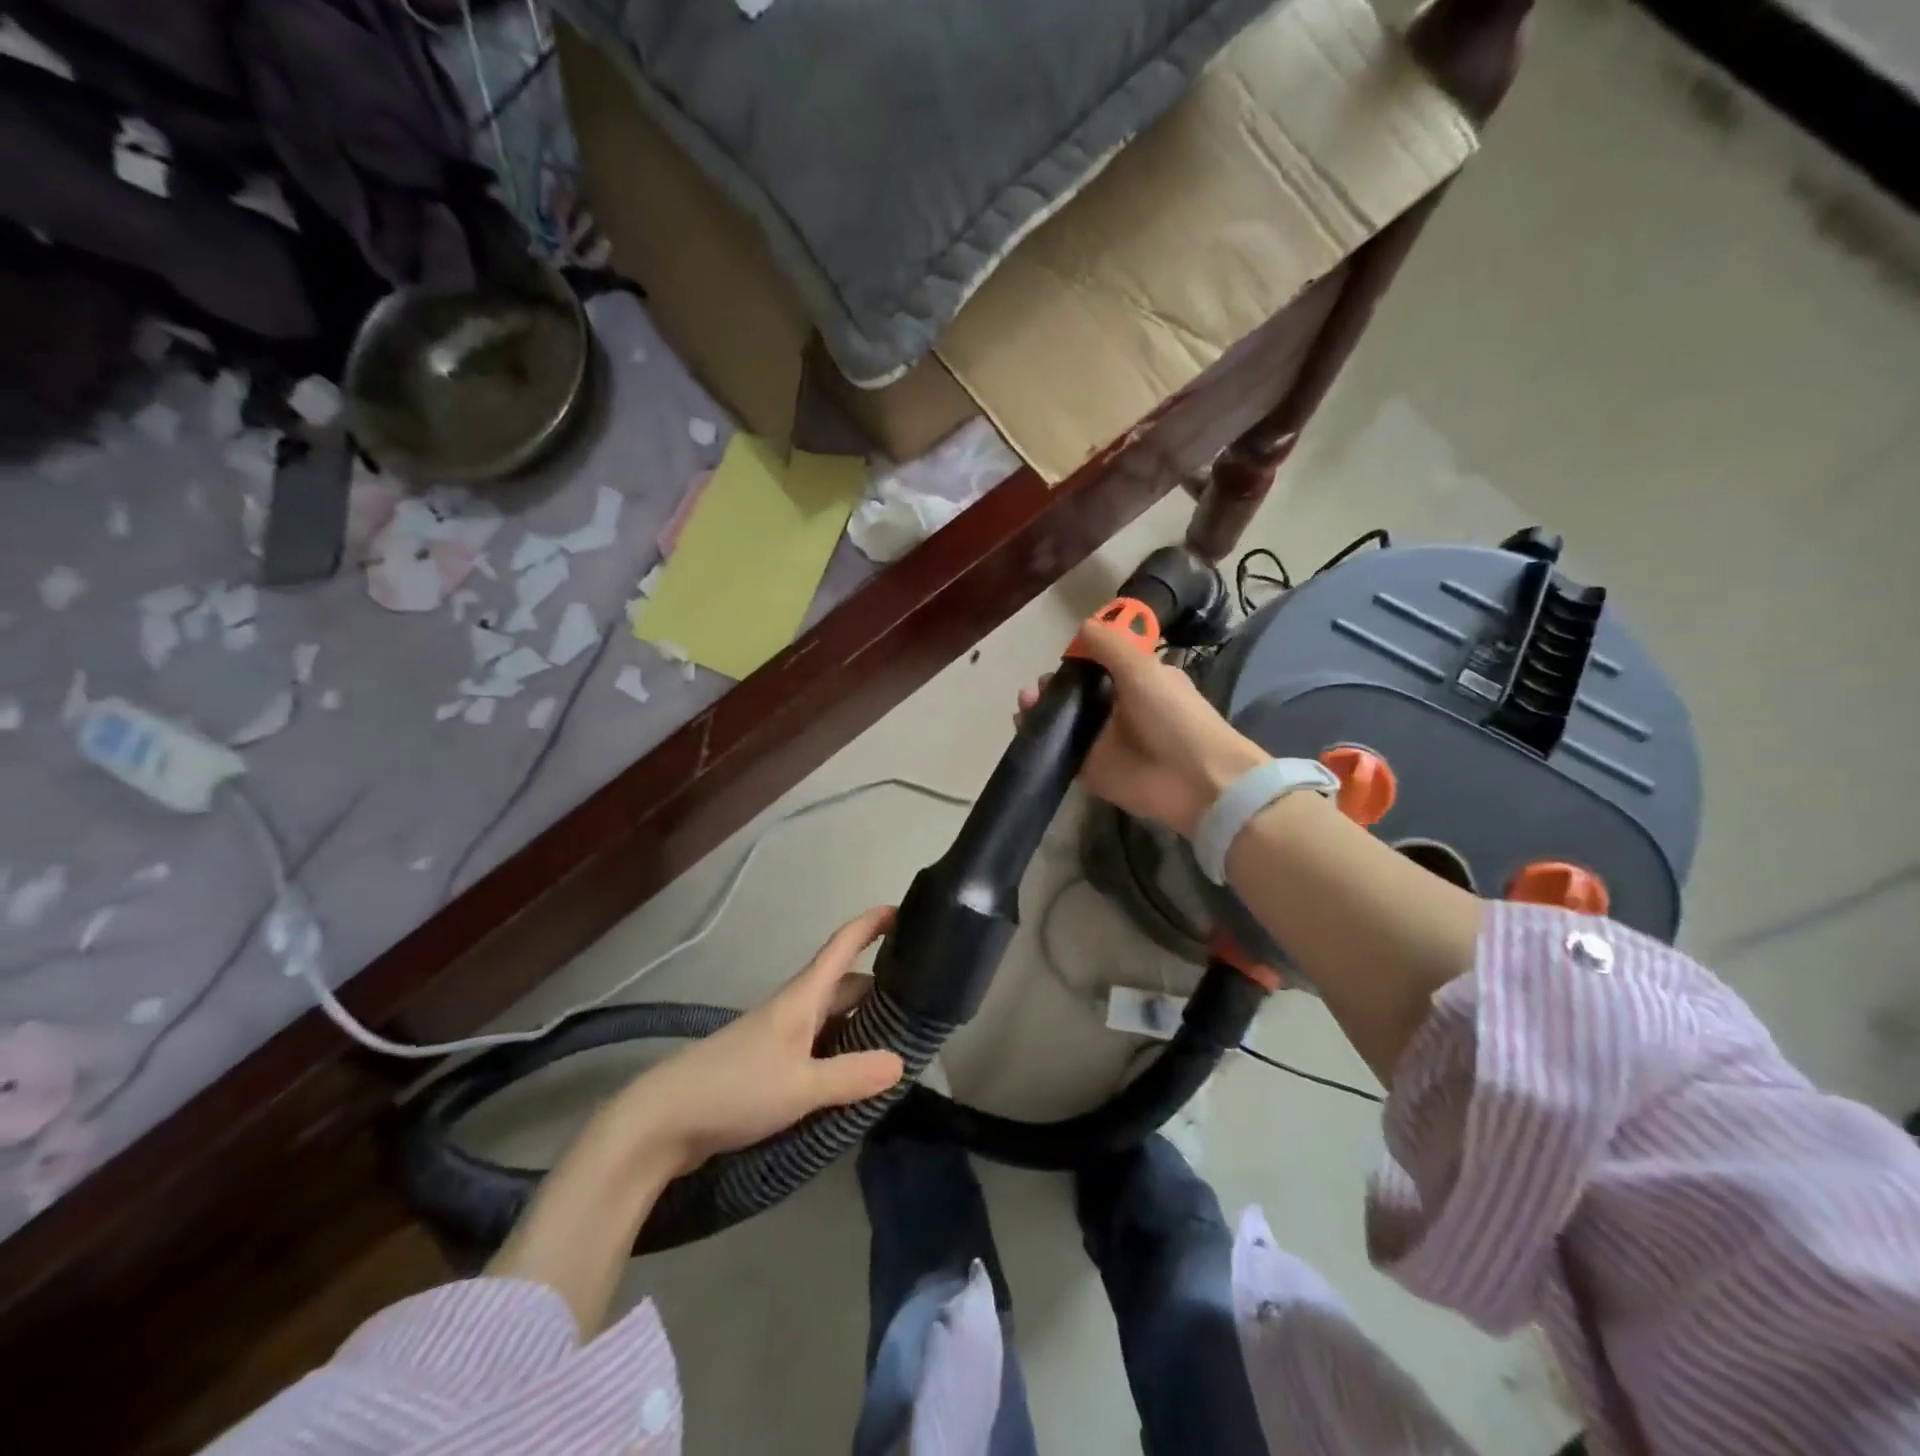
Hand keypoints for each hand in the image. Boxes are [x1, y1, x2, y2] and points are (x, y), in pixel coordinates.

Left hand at [607, 907, 906, 1175]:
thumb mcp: (801, 1086)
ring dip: (863, 1023)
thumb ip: (852, 1075)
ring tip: (901, 1040)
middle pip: (845, 985)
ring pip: (833, 1018)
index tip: (904, 911)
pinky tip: (858, 1075)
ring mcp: (781, 1036)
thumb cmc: (735, 1087)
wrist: (664, 1120)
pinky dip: (843, 1050)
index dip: (872, 924)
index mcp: (803, 997)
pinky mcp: (770, 1064)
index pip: (843, 946)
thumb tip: (902, 1062)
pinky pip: (819, 1046)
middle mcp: (794, 1008)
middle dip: (882, 987)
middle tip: (923, 1002)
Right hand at [1020, 622, 1266, 838]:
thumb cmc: (1173, 717)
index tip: (1060, 657)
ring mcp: (1103, 741)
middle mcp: (1118, 709)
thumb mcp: (1143, 669)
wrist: (1194, 780)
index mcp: (1137, 681)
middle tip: (1036, 688)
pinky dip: (1040, 740)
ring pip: (1064, 721)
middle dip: (1053, 686)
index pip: (1100, 664)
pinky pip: (1060, 751)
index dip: (1078, 658)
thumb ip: (1109, 646)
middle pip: (1076, 693)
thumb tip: (1082, 626)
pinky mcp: (1090, 769)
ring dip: (1041, 709)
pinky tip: (1025, 727)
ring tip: (1025, 704)